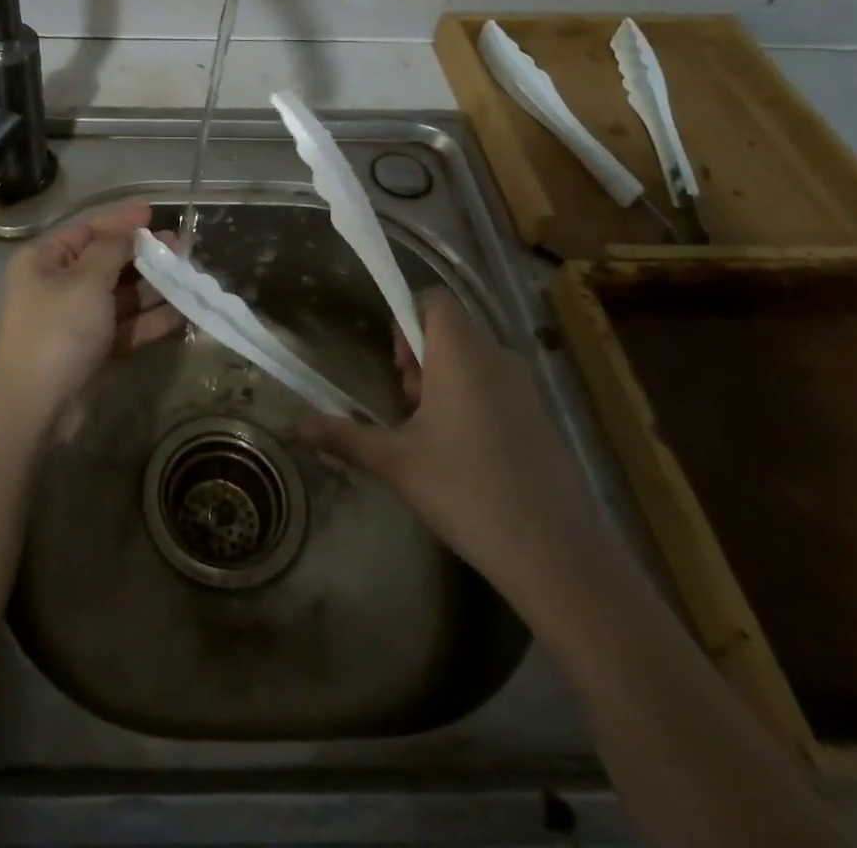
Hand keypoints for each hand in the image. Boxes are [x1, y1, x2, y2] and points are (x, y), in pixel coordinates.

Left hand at [0, 202, 180, 430]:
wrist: (37, 407)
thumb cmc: (58, 330)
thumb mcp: (86, 280)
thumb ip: (112, 250)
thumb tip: (129, 231)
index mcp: (44, 261)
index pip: (87, 231)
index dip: (121, 221)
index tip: (153, 213)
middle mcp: (58, 286)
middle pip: (107, 262)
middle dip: (144, 255)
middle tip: (182, 247)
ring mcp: (76, 320)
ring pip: (120, 295)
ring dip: (153, 287)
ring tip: (189, 276)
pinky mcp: (92, 350)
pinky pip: (125, 325)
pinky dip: (150, 319)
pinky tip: (182, 311)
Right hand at [299, 288, 602, 595]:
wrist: (561, 558)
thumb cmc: (468, 493)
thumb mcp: (395, 465)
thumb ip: (343, 437)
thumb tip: (295, 426)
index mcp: (461, 354)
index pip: (434, 298)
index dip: (407, 316)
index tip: (396, 363)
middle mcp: (496, 357)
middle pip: (450, 329)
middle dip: (419, 357)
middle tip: (407, 405)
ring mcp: (525, 388)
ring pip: (472, 358)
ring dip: (443, 380)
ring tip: (430, 434)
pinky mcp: (541, 417)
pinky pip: (495, 384)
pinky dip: (471, 400)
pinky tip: (465, 455)